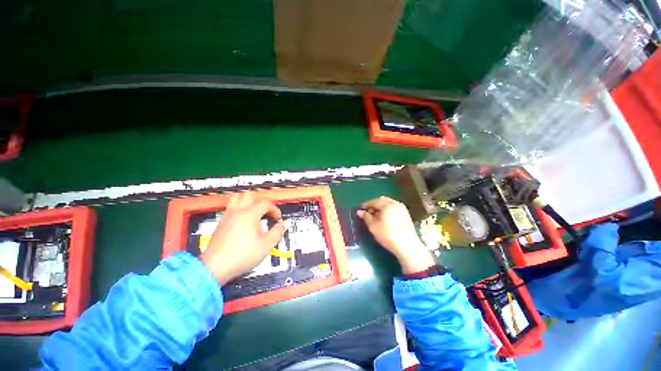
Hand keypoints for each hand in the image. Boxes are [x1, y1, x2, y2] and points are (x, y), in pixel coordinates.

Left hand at [200, 193, 285, 284]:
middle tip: (267, 214)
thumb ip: (278, 232)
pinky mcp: (221, 222)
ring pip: (238, 199)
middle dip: (262, 203)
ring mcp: (227, 215)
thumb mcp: (266, 245)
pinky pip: (231, 207)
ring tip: (254, 213)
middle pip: (251, 196)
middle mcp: (238, 211)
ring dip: (248, 202)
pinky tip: (243, 221)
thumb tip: (285, 223)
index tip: (278, 219)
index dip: (275, 210)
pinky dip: (240, 208)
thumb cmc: (243, 255)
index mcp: (250, 214)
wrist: (215, 267)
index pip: (266, 203)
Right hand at [357, 196, 435, 274]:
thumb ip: (366, 217)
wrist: (407, 246)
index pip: (374, 201)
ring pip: (389, 203)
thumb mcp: (373, 226)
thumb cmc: (387, 235)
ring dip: (381, 206)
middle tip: (368, 212)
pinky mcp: (406, 214)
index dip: (366, 204)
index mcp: (387, 205)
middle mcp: (395, 203)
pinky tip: (385, 218)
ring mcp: (402, 208)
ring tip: (376, 215)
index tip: (360, 208)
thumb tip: (359, 211)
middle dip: (374, 204)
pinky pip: (394, 207)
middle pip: (382, 200)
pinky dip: (388, 209)